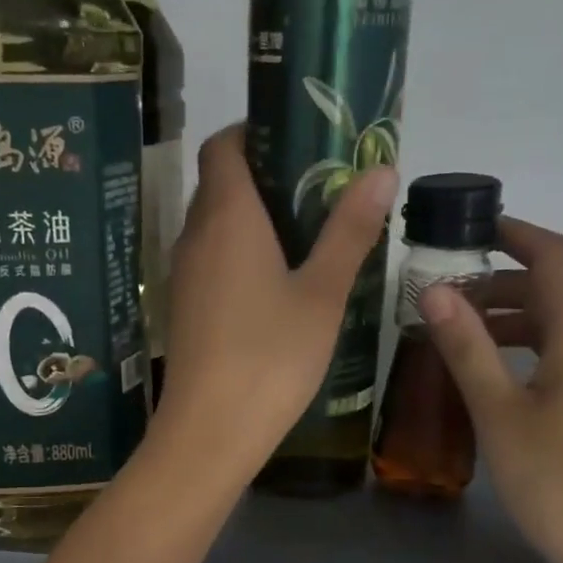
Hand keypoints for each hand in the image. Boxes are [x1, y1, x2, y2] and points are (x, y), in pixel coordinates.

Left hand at [154, 123, 395, 481]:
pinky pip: (210, 259)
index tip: (298, 139)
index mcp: (227, 216)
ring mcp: (183, 274)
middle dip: (264, 175)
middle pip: (220, 183)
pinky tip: (277, 281)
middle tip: (319, 187)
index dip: (254, 131)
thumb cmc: (271, 356)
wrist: (210, 431)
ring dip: (253, 217)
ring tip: (306, 232)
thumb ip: (349, 230)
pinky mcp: (183, 307)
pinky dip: (239, 252)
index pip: (223, 145)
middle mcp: (195, 235)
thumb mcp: (322, 292)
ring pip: (214, 224)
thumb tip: (380, 169)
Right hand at [420, 219, 562, 562]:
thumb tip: (435, 288)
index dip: (515, 232)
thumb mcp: (499, 410)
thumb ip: (467, 346)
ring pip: (553, 321)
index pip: (555, 257)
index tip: (468, 226)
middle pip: (552, 287)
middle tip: (441, 286)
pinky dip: (519, 343)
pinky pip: (556, 350)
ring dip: (506, 312)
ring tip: (451, 324)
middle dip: (499, 276)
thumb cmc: (553, 478)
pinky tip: (482, 366)